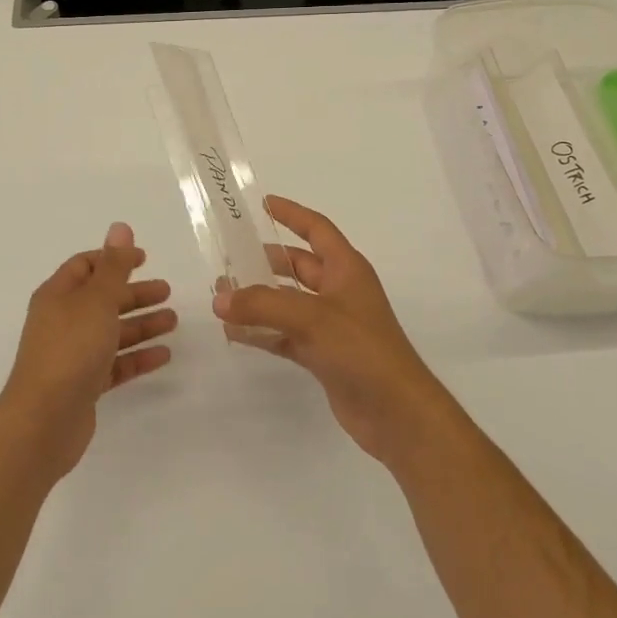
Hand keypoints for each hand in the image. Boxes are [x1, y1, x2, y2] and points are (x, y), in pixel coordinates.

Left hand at [0, 222, 175, 481]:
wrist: (43, 422)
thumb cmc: (70, 349)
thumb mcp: (97, 300)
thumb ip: (114, 266)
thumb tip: (120, 227)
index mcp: (59, 295)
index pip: (86, 266)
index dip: (114, 259)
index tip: (145, 258)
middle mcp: (63, 321)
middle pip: (102, 299)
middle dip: (134, 293)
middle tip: (167, 292)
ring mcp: (72, 355)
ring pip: (111, 331)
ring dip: (141, 324)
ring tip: (173, 322)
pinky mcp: (83, 385)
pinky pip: (115, 364)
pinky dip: (137, 357)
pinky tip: (163, 355)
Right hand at [213, 196, 456, 467]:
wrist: (397, 413)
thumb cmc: (362, 349)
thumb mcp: (311, 318)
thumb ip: (262, 306)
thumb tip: (220, 299)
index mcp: (346, 269)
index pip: (316, 230)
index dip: (292, 214)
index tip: (263, 203)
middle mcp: (339, 291)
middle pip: (297, 266)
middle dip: (264, 262)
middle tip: (228, 259)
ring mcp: (331, 325)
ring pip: (287, 303)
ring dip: (258, 299)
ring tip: (221, 297)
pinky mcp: (323, 355)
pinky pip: (285, 335)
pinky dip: (262, 332)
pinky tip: (235, 333)